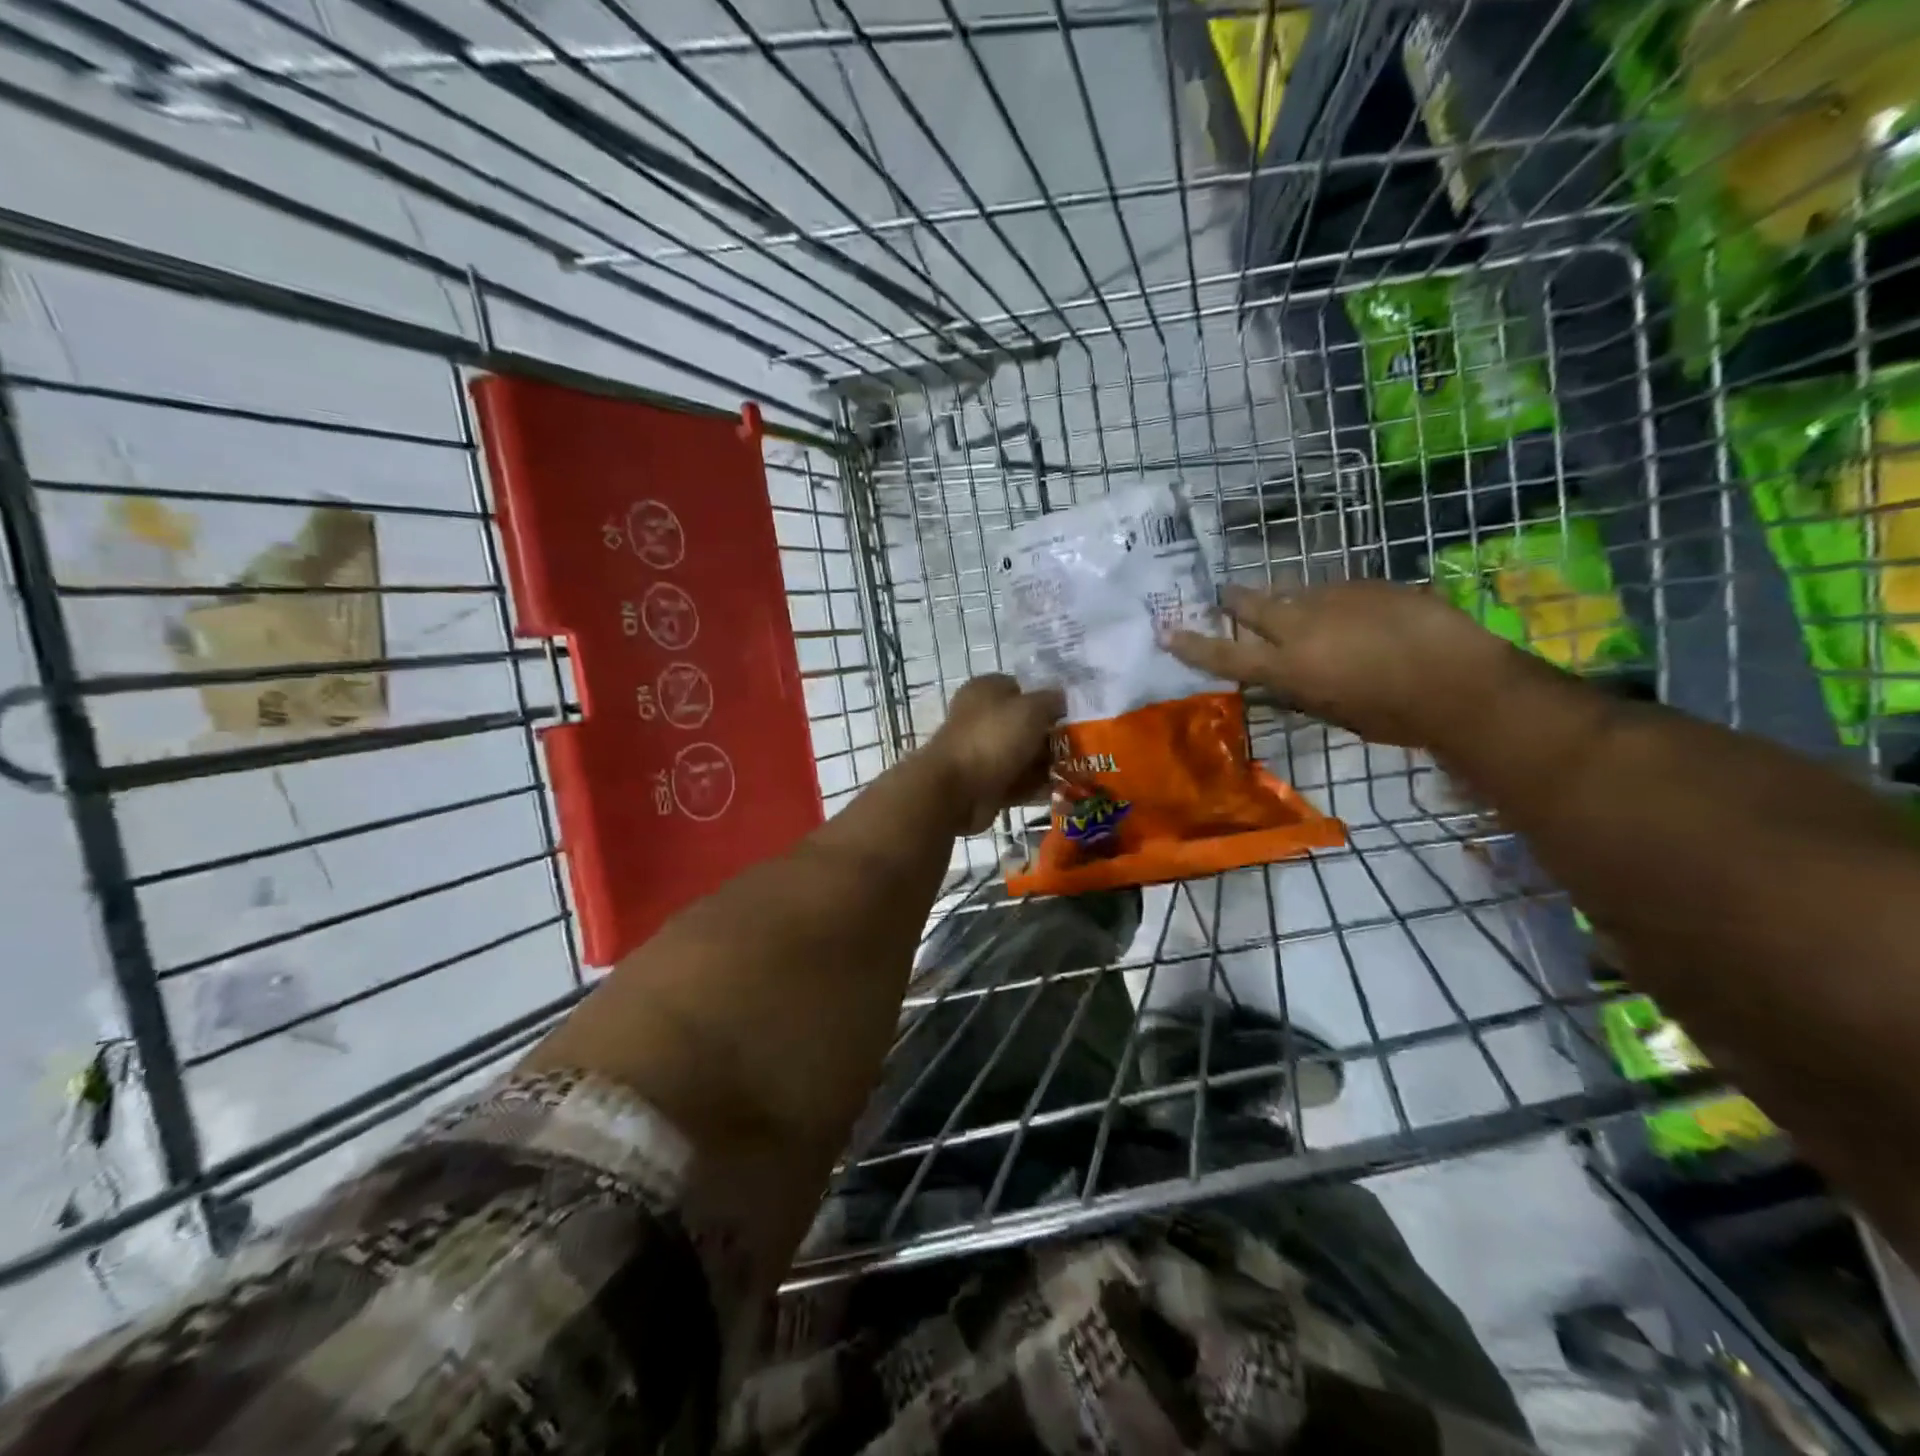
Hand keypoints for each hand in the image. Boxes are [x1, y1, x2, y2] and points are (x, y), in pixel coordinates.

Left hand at [923, 674, 1064, 834]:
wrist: (956, 790)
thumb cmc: (993, 738)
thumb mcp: (1031, 708)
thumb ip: (1051, 701)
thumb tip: (1062, 699)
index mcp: (985, 690)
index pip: (1021, 688)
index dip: (1047, 699)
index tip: (1073, 714)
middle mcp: (981, 718)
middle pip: (1025, 724)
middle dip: (1052, 736)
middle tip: (1082, 746)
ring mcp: (982, 752)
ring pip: (1023, 755)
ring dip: (1048, 764)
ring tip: (1080, 771)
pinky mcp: (985, 783)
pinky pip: (1018, 782)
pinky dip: (1036, 788)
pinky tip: (1063, 792)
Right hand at [1164, 580, 1524, 747]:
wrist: (1461, 680)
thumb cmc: (1394, 716)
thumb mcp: (1335, 713)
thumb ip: (1301, 691)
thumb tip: (1282, 682)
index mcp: (1287, 667)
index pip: (1224, 656)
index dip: (1192, 645)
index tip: (1166, 632)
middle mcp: (1300, 626)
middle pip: (1251, 605)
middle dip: (1233, 601)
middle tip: (1224, 596)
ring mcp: (1334, 599)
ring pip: (1294, 592)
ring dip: (1286, 600)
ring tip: (1293, 606)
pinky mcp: (1368, 584)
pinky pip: (1336, 590)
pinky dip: (1331, 601)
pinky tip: (1351, 613)